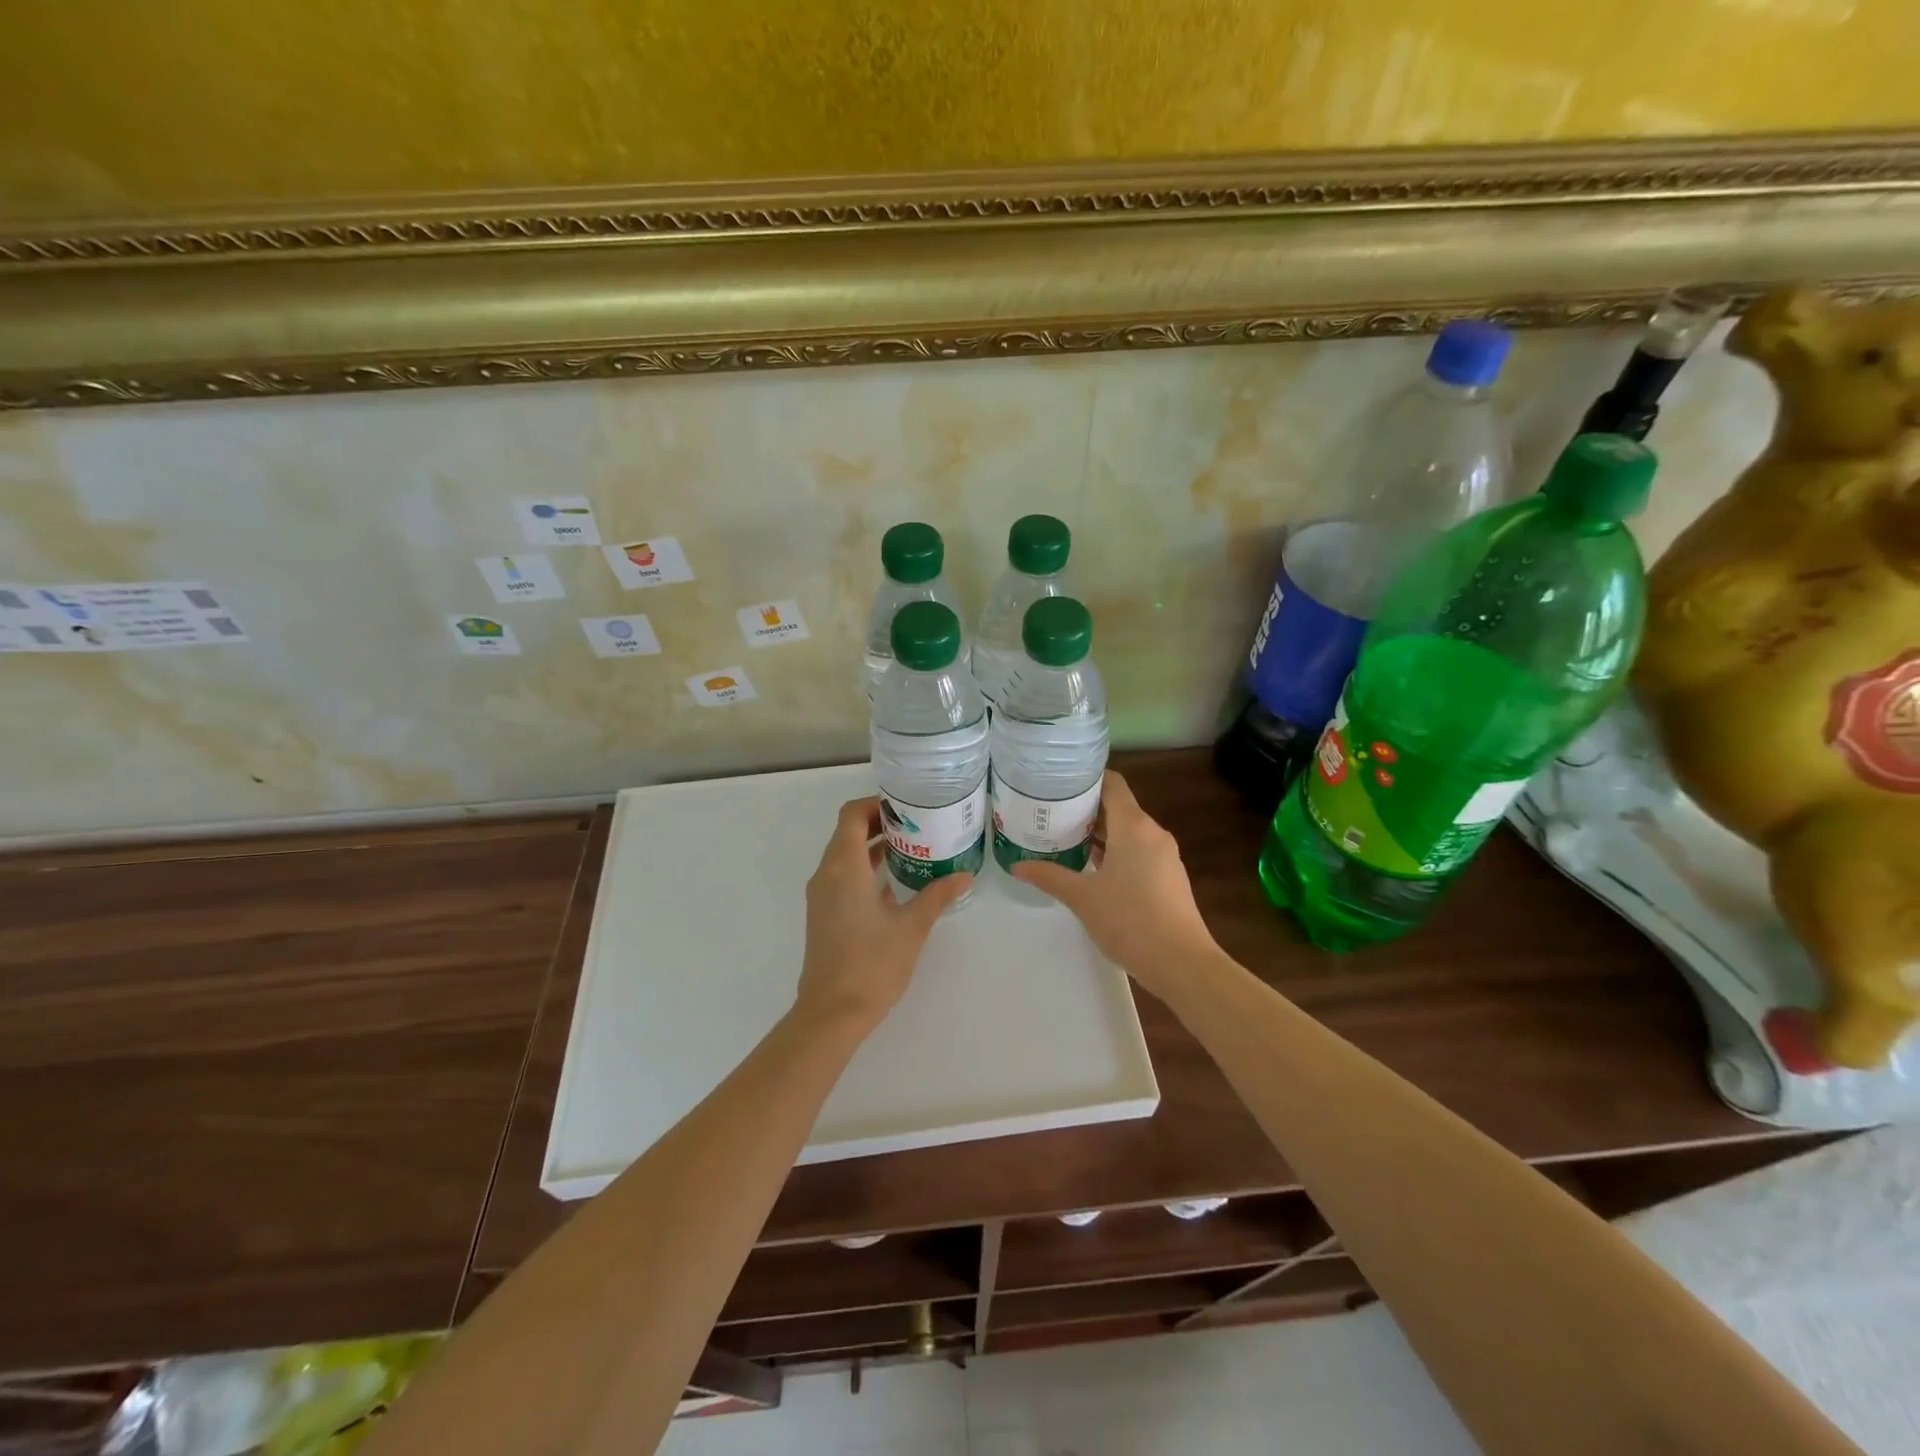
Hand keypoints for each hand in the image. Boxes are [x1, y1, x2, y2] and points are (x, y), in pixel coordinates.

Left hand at [793, 797, 971, 1035]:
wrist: (832, 1013)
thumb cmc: (872, 964)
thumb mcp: (912, 927)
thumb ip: (937, 895)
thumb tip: (965, 875)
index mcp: (843, 867)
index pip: (852, 815)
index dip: (877, 804)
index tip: (908, 807)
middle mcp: (827, 874)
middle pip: (848, 831)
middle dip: (881, 823)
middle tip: (919, 824)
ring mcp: (822, 895)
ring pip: (845, 855)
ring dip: (874, 846)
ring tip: (914, 847)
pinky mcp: (824, 914)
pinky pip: (843, 876)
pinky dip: (866, 869)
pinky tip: (898, 882)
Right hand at [1011, 770, 1219, 1000]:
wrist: (1182, 964)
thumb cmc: (1130, 920)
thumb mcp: (1082, 898)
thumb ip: (1049, 876)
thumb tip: (1016, 866)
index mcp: (1134, 826)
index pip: (1111, 783)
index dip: (1085, 778)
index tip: (1056, 783)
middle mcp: (1153, 833)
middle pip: (1118, 806)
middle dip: (1085, 809)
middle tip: (1050, 814)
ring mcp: (1165, 856)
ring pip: (1128, 831)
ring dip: (1099, 833)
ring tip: (1064, 839)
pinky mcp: (1169, 877)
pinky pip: (1138, 851)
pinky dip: (1115, 851)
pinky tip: (1092, 869)